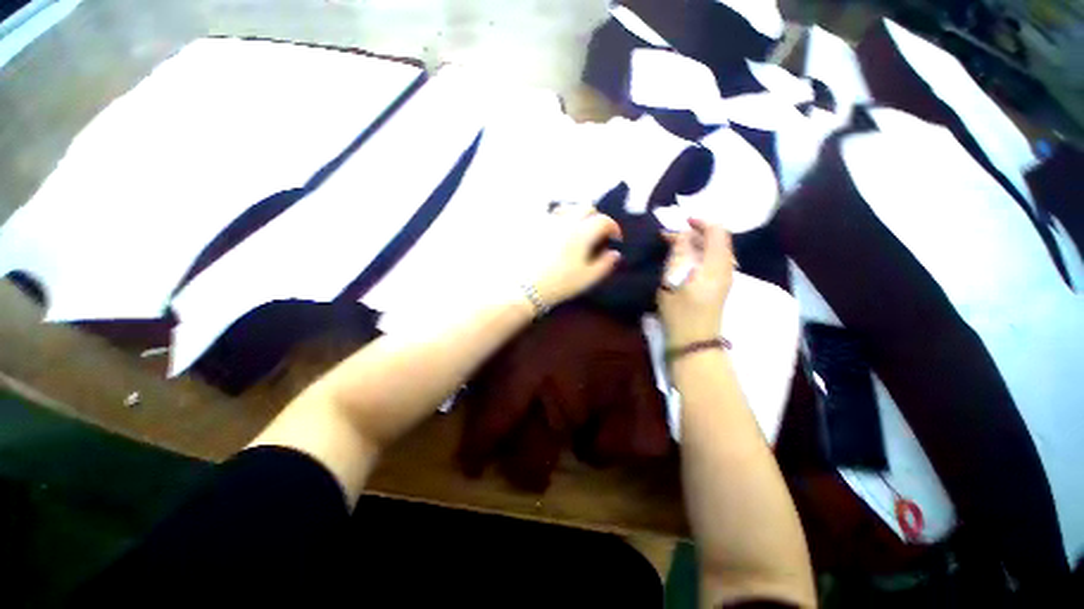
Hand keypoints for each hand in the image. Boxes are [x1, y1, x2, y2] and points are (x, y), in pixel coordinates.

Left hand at [529, 205, 622, 307]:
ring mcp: (548, 222)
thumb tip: (615, 253)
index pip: (603, 221)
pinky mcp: (533, 226)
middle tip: (597, 232)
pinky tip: (556, 232)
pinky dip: (558, 219)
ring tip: (576, 228)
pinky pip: (549, 215)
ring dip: (577, 214)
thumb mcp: (587, 278)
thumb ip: (605, 264)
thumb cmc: (559, 283)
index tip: (615, 239)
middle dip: (596, 217)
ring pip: (567, 208)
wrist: (525, 287)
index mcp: (582, 233)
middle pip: (586, 208)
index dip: (613, 227)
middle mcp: (566, 221)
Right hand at [658, 218, 734, 346]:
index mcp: (716, 265)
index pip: (717, 232)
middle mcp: (726, 267)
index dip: (701, 222)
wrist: (694, 341)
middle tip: (672, 236)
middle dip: (696, 233)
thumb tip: (681, 235)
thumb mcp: (672, 281)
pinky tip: (684, 259)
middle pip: (718, 239)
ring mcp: (724, 277)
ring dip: (697, 243)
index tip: (681, 222)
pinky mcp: (719, 285)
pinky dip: (700, 253)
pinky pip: (713, 260)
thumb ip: (678, 254)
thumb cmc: (680, 312)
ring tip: (675, 245)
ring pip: (716, 250)